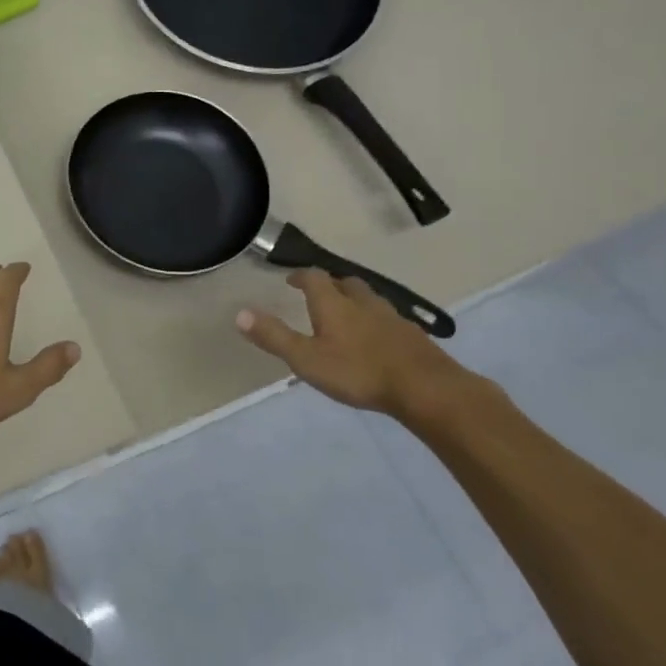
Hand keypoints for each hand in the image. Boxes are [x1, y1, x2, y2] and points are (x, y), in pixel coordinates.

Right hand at [236, 269, 484, 419]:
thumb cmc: (359, 372)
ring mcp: (391, 317)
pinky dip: (376, 321)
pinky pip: (388, 318)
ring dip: (355, 300)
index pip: (314, 278)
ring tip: (347, 314)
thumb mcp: (306, 359)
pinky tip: (376, 338)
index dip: (300, 276)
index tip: (290, 280)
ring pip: (369, 299)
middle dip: (331, 284)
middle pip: (345, 282)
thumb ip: (274, 337)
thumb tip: (239, 313)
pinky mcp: (412, 335)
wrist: (427, 389)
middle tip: (319, 294)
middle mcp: (362, 302)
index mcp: (333, 303)